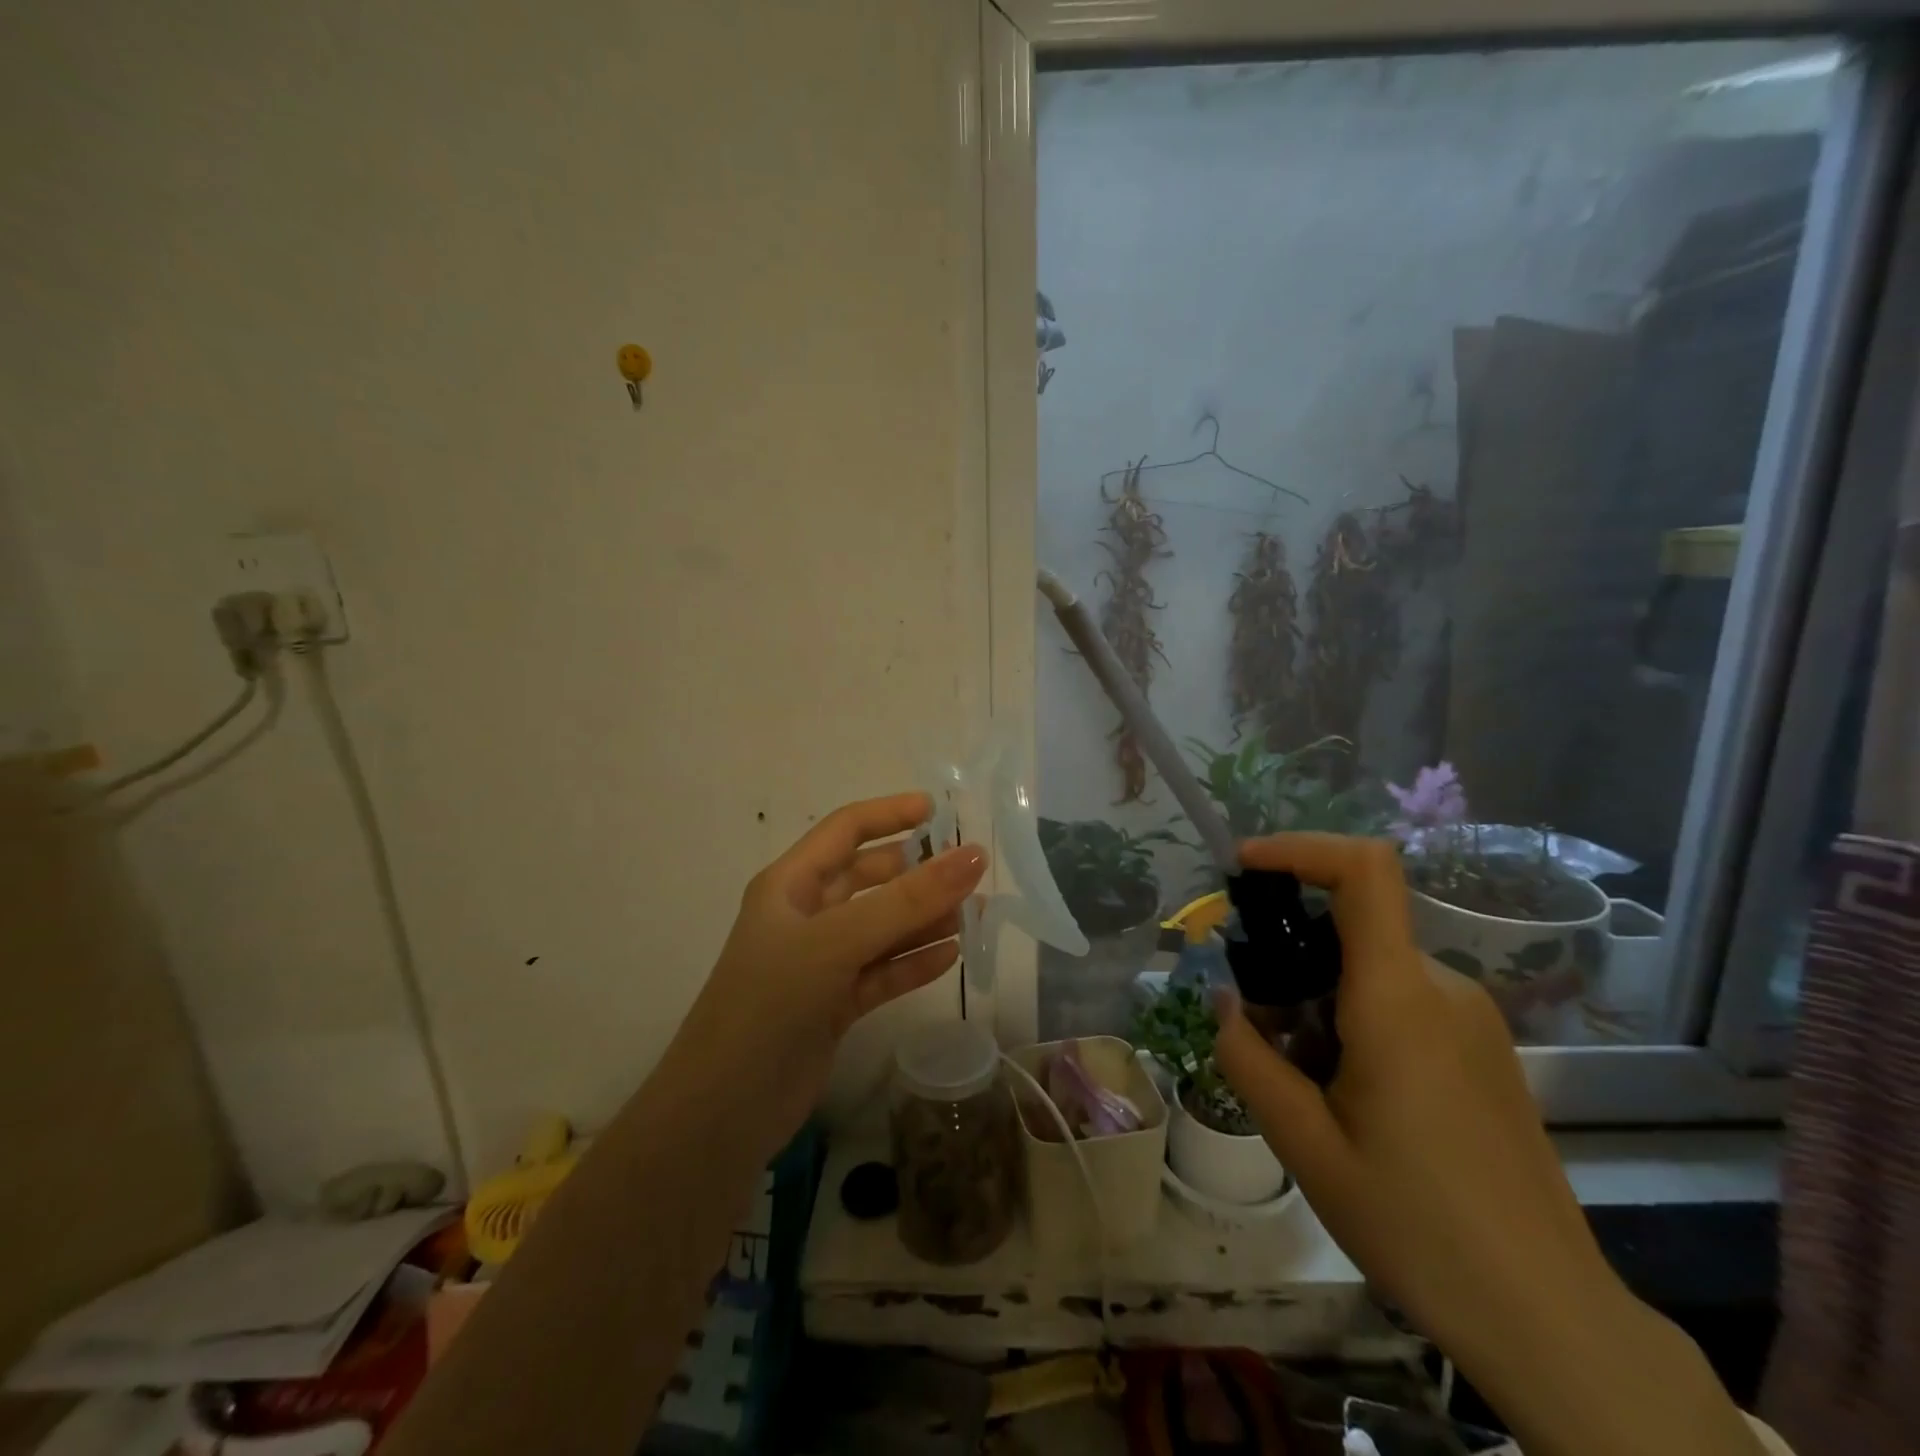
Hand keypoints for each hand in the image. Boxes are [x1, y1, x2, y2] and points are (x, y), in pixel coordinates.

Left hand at [679, 792, 987, 1148]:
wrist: (723, 1113)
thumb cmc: (770, 1003)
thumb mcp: (837, 942)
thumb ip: (908, 901)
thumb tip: (974, 855)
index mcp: (791, 884)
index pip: (846, 830)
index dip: (891, 813)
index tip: (941, 811)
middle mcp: (806, 916)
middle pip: (870, 879)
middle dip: (918, 873)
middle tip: (970, 874)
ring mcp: (820, 963)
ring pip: (883, 928)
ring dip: (924, 920)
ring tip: (975, 917)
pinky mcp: (834, 1004)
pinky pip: (883, 972)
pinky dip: (914, 964)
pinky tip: (951, 958)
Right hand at [1213, 835, 1763, 1455]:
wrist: (1549, 1318)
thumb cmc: (1417, 1227)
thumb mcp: (1304, 1146)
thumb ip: (1248, 1058)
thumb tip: (1225, 1000)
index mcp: (1398, 999)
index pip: (1365, 871)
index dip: (1301, 847)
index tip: (1243, 866)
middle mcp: (1441, 988)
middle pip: (1351, 925)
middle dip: (1288, 953)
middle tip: (1257, 1025)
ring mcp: (1470, 1017)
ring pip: (1370, 967)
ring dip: (1317, 994)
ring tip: (1301, 1078)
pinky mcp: (1482, 1046)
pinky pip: (1401, 998)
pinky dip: (1352, 1016)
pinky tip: (1346, 1093)